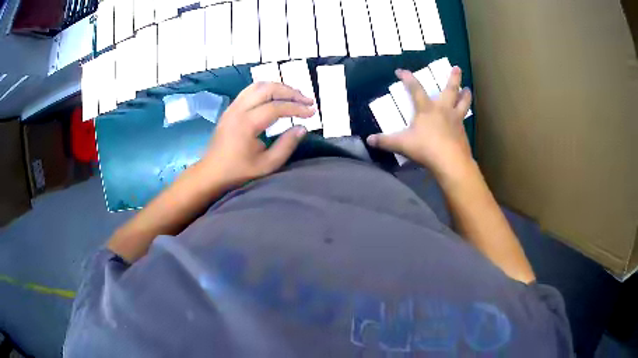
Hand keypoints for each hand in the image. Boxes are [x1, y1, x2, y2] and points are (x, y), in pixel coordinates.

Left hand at [201, 82, 315, 187]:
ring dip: (279, 87)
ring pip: (258, 86)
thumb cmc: (238, 172)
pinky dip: (267, 90)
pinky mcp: (230, 108)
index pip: (276, 107)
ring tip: (295, 96)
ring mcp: (232, 107)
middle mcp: (238, 109)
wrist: (211, 173)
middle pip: (267, 89)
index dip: (297, 107)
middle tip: (307, 100)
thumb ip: (286, 145)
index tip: (312, 112)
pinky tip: (276, 97)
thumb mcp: (267, 165)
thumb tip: (302, 127)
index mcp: (246, 124)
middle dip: (290, 92)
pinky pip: (250, 91)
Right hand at [367, 67, 473, 178]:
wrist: (450, 161)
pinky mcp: (463, 132)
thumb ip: (385, 141)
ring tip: (468, 89)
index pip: (415, 89)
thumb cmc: (425, 148)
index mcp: (426, 109)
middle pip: (450, 90)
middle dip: (453, 78)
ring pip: (462, 103)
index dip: (407, 78)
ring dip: (465, 95)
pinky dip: (465, 116)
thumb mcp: (401, 144)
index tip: (401, 70)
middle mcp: (443, 109)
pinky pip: (464, 120)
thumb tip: (369, 140)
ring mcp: (455, 120)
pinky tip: (464, 119)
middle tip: (457, 68)